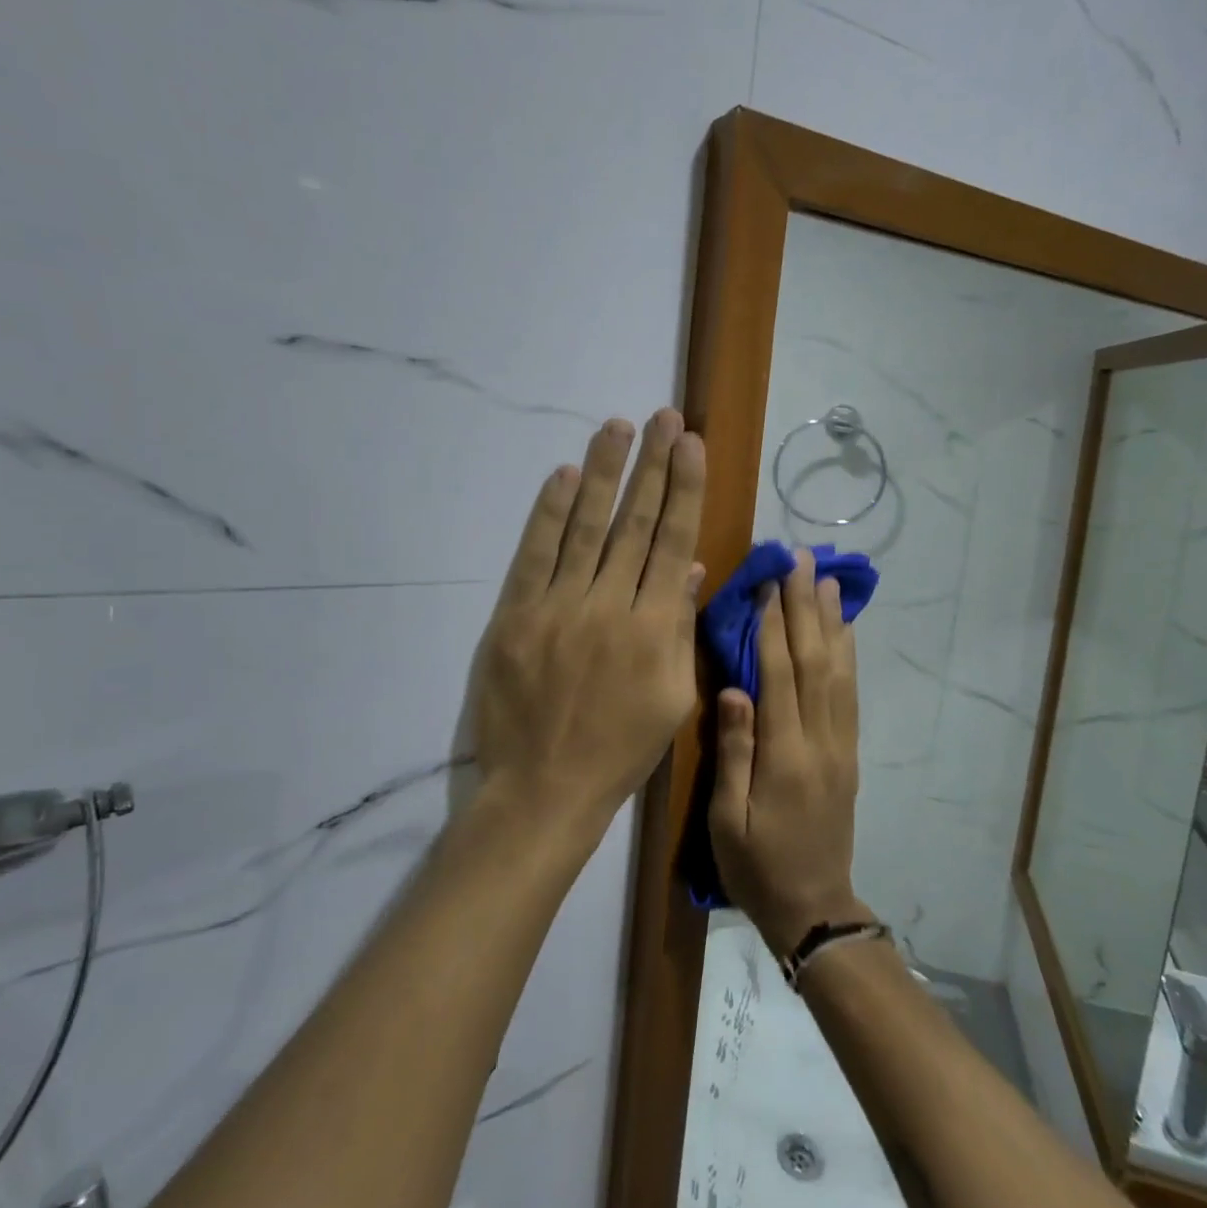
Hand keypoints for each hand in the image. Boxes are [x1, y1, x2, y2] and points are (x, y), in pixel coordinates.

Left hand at [472, 409, 706, 833]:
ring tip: (617, 427)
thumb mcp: (674, 698)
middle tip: (663, 418)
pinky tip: (563, 475)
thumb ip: (681, 628)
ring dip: (603, 472)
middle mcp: (610, 606)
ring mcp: (558, 607)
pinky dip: (548, 513)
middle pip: (634, 523)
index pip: (673, 541)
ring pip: (585, 527)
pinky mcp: (515, 615)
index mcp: (655, 628)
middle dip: (652, 466)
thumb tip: (689, 568)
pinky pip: (534, 554)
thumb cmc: (620, 749)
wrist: (544, 790)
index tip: (691, 445)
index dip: (684, 489)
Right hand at [709, 547, 869, 954]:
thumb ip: (733, 751)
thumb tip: (735, 688)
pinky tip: (844, 631)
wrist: (815, 907)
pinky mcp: (850, 752)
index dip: (773, 626)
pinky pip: (851, 694)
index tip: (768, 582)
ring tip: (827, 580)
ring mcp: (841, 745)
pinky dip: (848, 655)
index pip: (779, 676)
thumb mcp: (726, 819)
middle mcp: (820, 740)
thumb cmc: (756, 865)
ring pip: (839, 672)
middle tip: (801, 561)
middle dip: (806, 607)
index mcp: (784, 756)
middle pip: (814, 662)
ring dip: (832, 622)